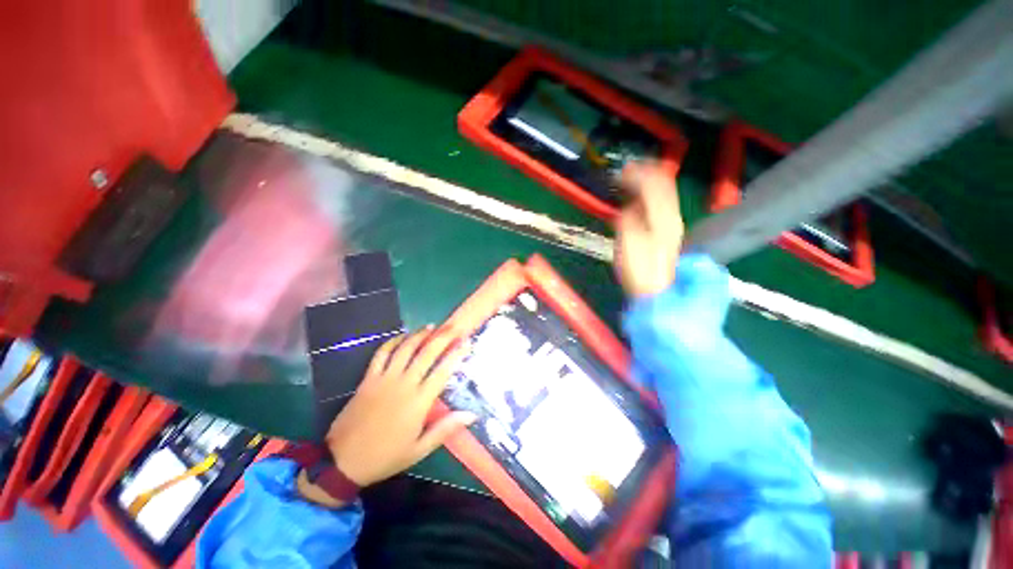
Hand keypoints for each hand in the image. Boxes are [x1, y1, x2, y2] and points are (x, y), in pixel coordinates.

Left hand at [323, 327, 475, 487]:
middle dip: (442, 337)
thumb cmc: (386, 456)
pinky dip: (393, 342)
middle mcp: (404, 384)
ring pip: (405, 349)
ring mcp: (384, 379)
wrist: (342, 462)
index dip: (457, 354)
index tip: (467, 342)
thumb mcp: (419, 450)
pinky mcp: (368, 378)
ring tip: (431, 327)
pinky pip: (382, 354)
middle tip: (453, 327)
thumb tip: (472, 415)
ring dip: (419, 335)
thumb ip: (445, 429)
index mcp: (419, 402)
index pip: (443, 371)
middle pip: (426, 353)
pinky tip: (403, 336)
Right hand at [614, 162, 683, 298]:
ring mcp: (672, 226)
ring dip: (647, 186)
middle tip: (627, 172)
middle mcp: (672, 217)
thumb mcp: (628, 245)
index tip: (622, 170)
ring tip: (631, 182)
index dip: (639, 173)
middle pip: (664, 187)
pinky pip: (661, 207)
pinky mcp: (668, 235)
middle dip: (645, 175)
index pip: (655, 185)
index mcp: (662, 218)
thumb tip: (629, 206)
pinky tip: (639, 201)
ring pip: (664, 196)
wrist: (659, 295)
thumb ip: (628, 221)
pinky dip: (649, 199)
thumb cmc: (640, 272)